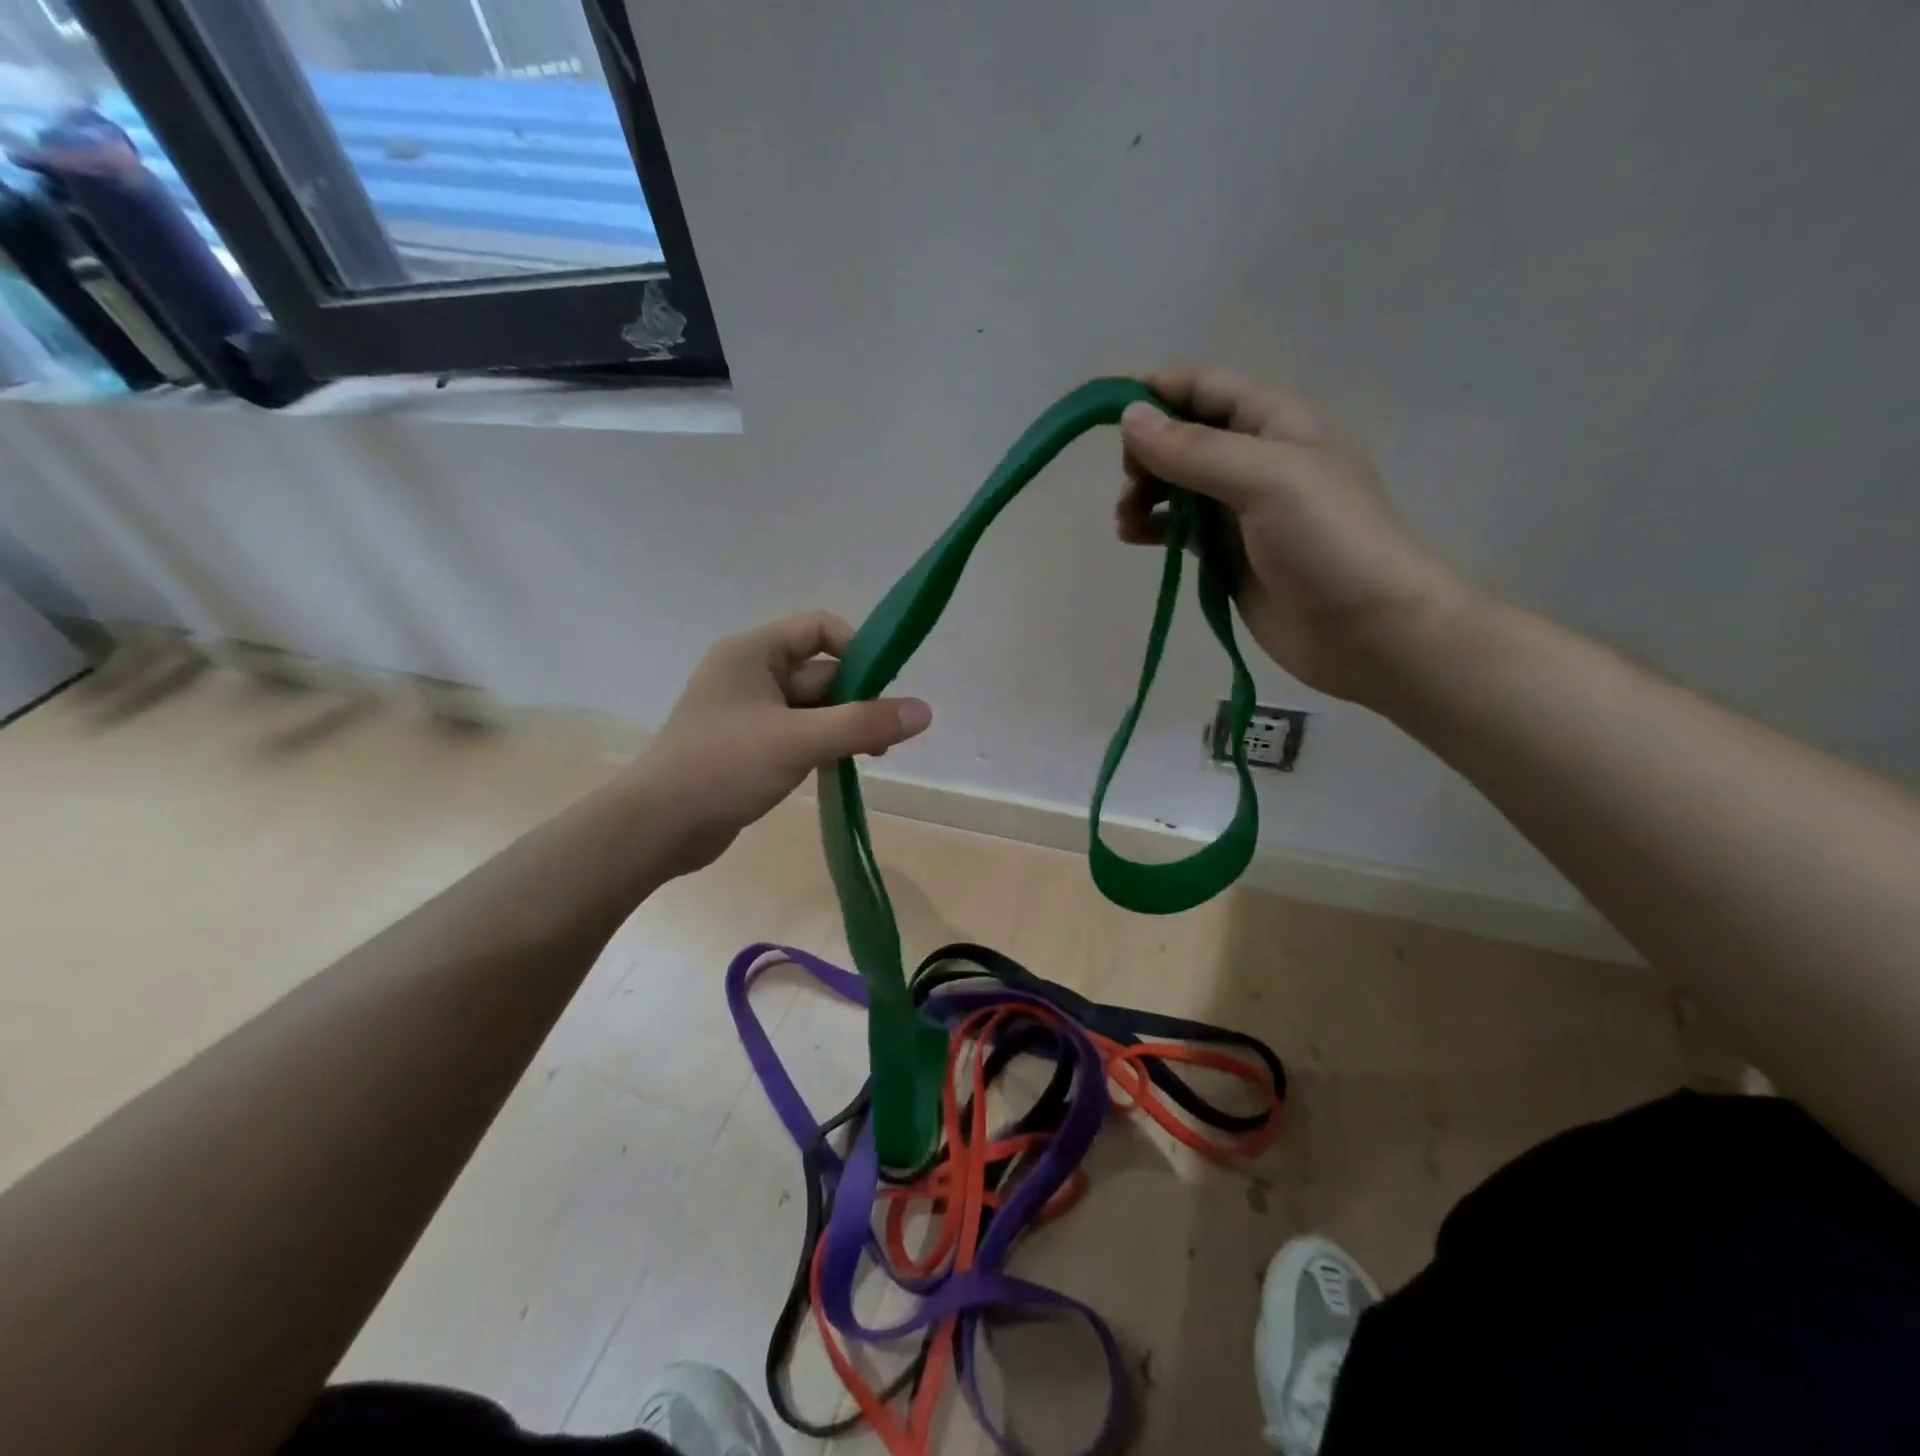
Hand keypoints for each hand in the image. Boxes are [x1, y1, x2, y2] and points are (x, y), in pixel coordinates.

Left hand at [624, 612, 931, 876]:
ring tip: (872, 756)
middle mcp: (750, 674)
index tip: (885, 686)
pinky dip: (823, 745)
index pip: (818, 629)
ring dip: (843, 726)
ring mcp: (748, 712)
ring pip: (812, 708)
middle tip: (887, 736)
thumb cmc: (724, 767)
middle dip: (856, 699)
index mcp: (753, 652)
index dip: (857, 649)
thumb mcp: (800, 740)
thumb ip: (864, 723)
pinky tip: (842, 768)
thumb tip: (925, 711)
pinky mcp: (748, 747)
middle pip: (820, 672)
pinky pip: (798, 734)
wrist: (657, 827)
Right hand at [1116, 365, 1477, 703]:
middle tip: (1130, 482)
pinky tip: (1132, 537)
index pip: (1204, 387)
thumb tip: (1129, 418)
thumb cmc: (1328, 542)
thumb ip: (1196, 451)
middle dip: (1147, 451)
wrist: (1369, 630)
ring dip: (1144, 492)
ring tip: (1126, 519)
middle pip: (1184, 436)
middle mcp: (1255, 458)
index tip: (1105, 411)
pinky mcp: (1229, 553)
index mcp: (1275, 422)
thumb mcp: (1265, 480)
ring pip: (1177, 484)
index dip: (1155, 392)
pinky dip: (1153, 527)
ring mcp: (1241, 509)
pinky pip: (1180, 528)